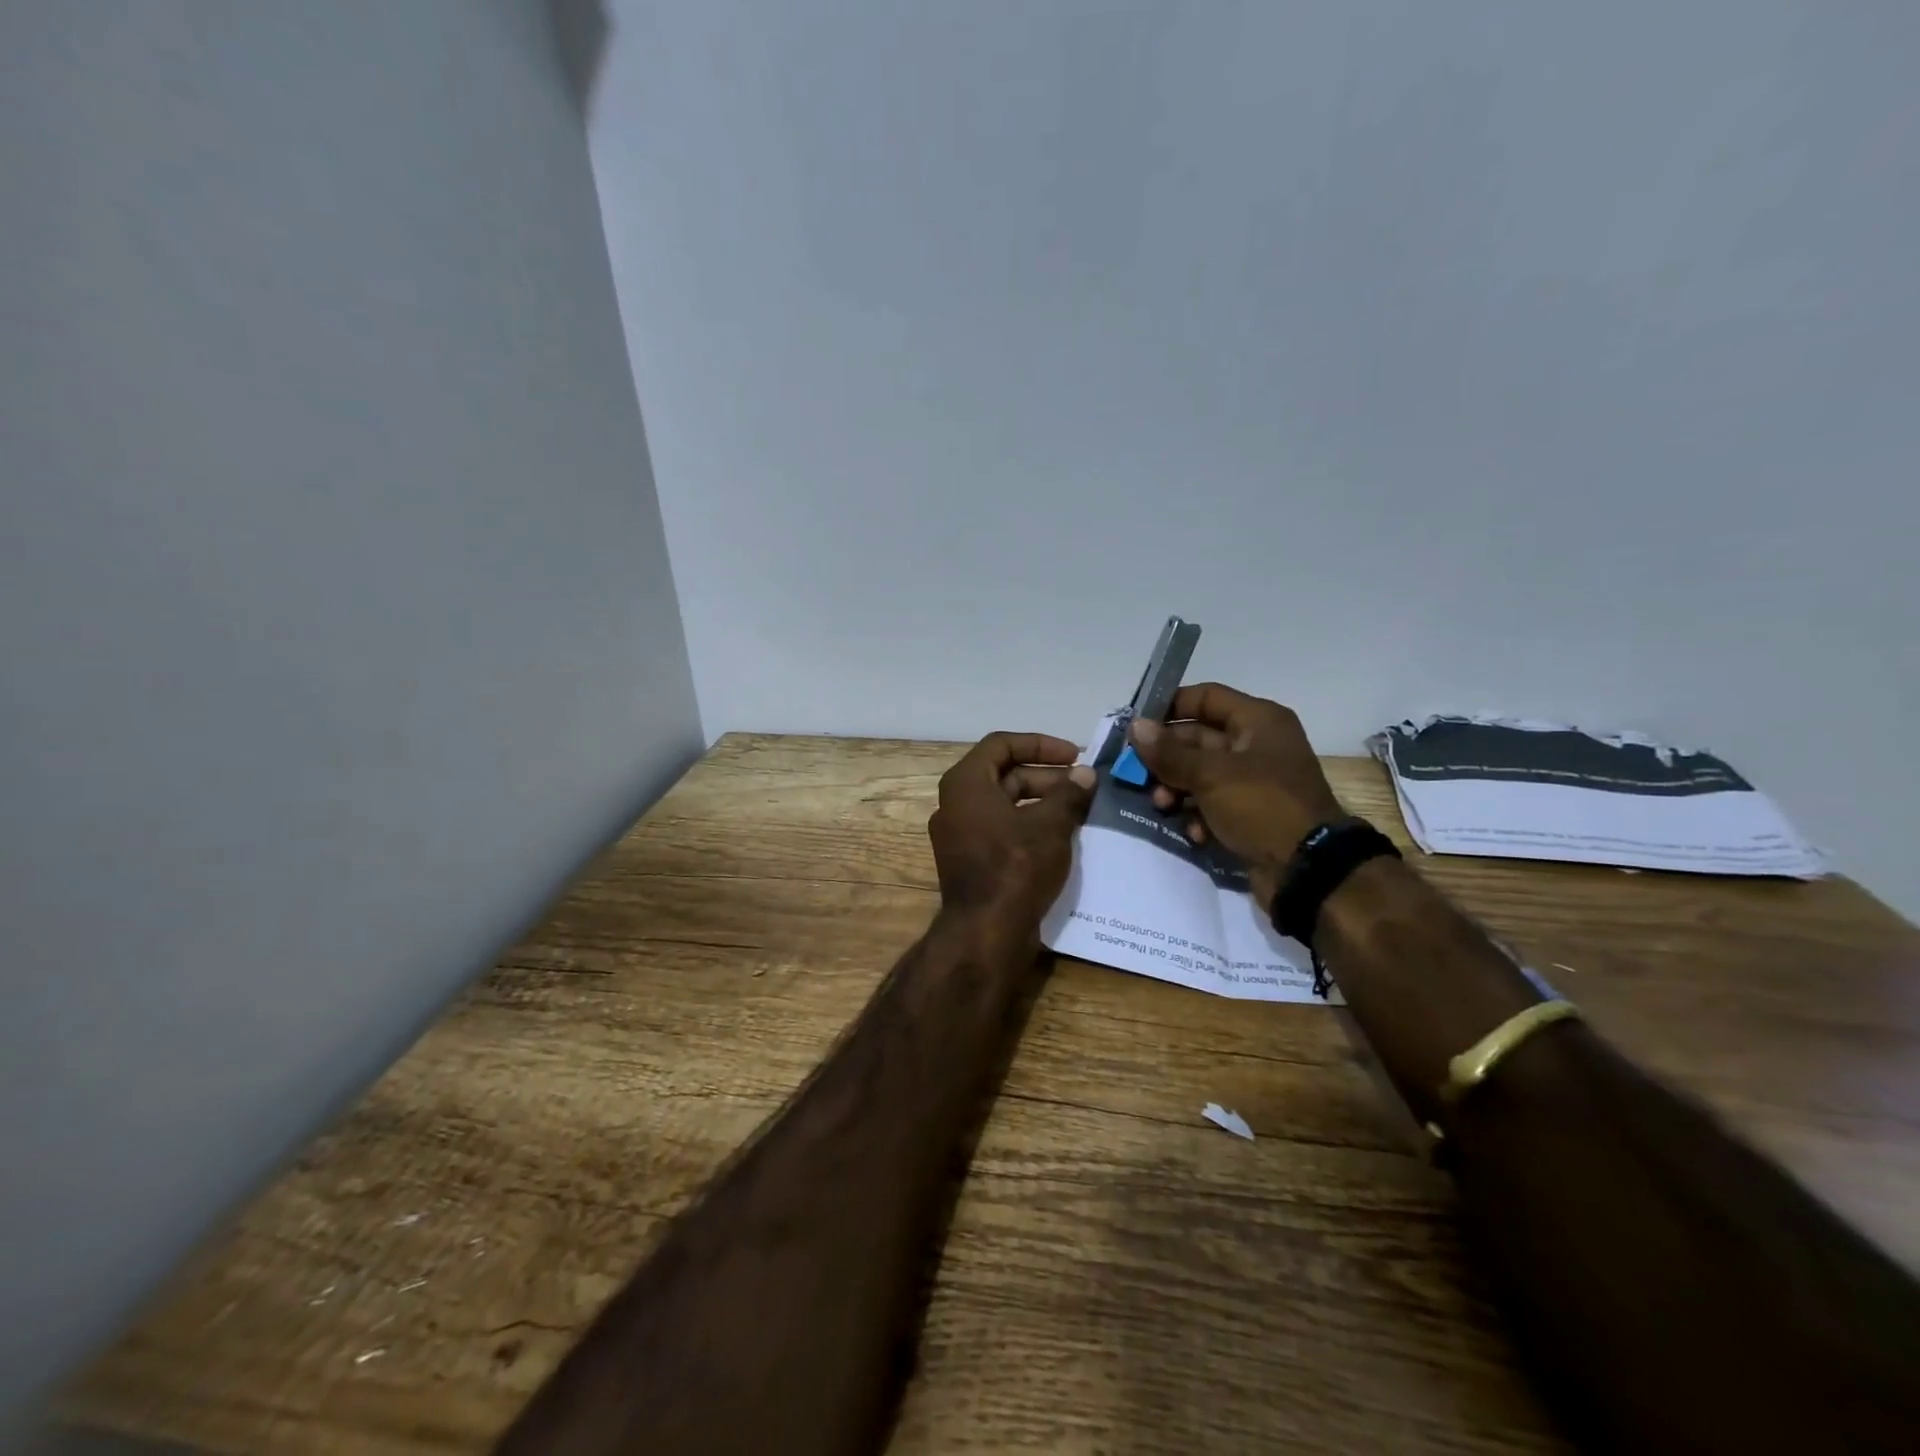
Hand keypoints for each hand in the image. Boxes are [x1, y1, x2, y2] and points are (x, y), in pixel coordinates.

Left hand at [928, 733, 1096, 926]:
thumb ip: (1069, 794)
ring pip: (1004, 804)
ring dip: (1041, 801)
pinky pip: (1000, 829)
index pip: (1002, 744)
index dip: (1040, 744)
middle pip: (1004, 774)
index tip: (1074, 755)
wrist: (986, 932)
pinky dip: (1028, 825)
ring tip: (1079, 810)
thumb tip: (1085, 774)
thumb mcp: (1050, 825)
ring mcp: (960, 834)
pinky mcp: (969, 860)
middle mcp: (955, 803)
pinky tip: (1061, 836)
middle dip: (1046, 776)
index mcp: (966, 783)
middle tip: (1083, 785)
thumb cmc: (1015, 867)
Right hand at [1127, 684, 1343, 903]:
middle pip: (1198, 739)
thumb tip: (1136, 726)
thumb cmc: (1261, 806)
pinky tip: (1193, 832)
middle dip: (1167, 757)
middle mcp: (1257, 745)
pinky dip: (1197, 815)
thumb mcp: (1211, 774)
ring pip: (1200, 774)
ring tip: (1162, 805)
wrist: (1308, 870)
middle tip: (1137, 774)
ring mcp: (1254, 782)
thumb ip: (1169, 751)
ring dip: (1176, 788)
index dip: (1169, 706)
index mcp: (1258, 721)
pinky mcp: (1250, 814)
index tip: (1136, 725)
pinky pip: (1212, 805)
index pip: (1205, 697)